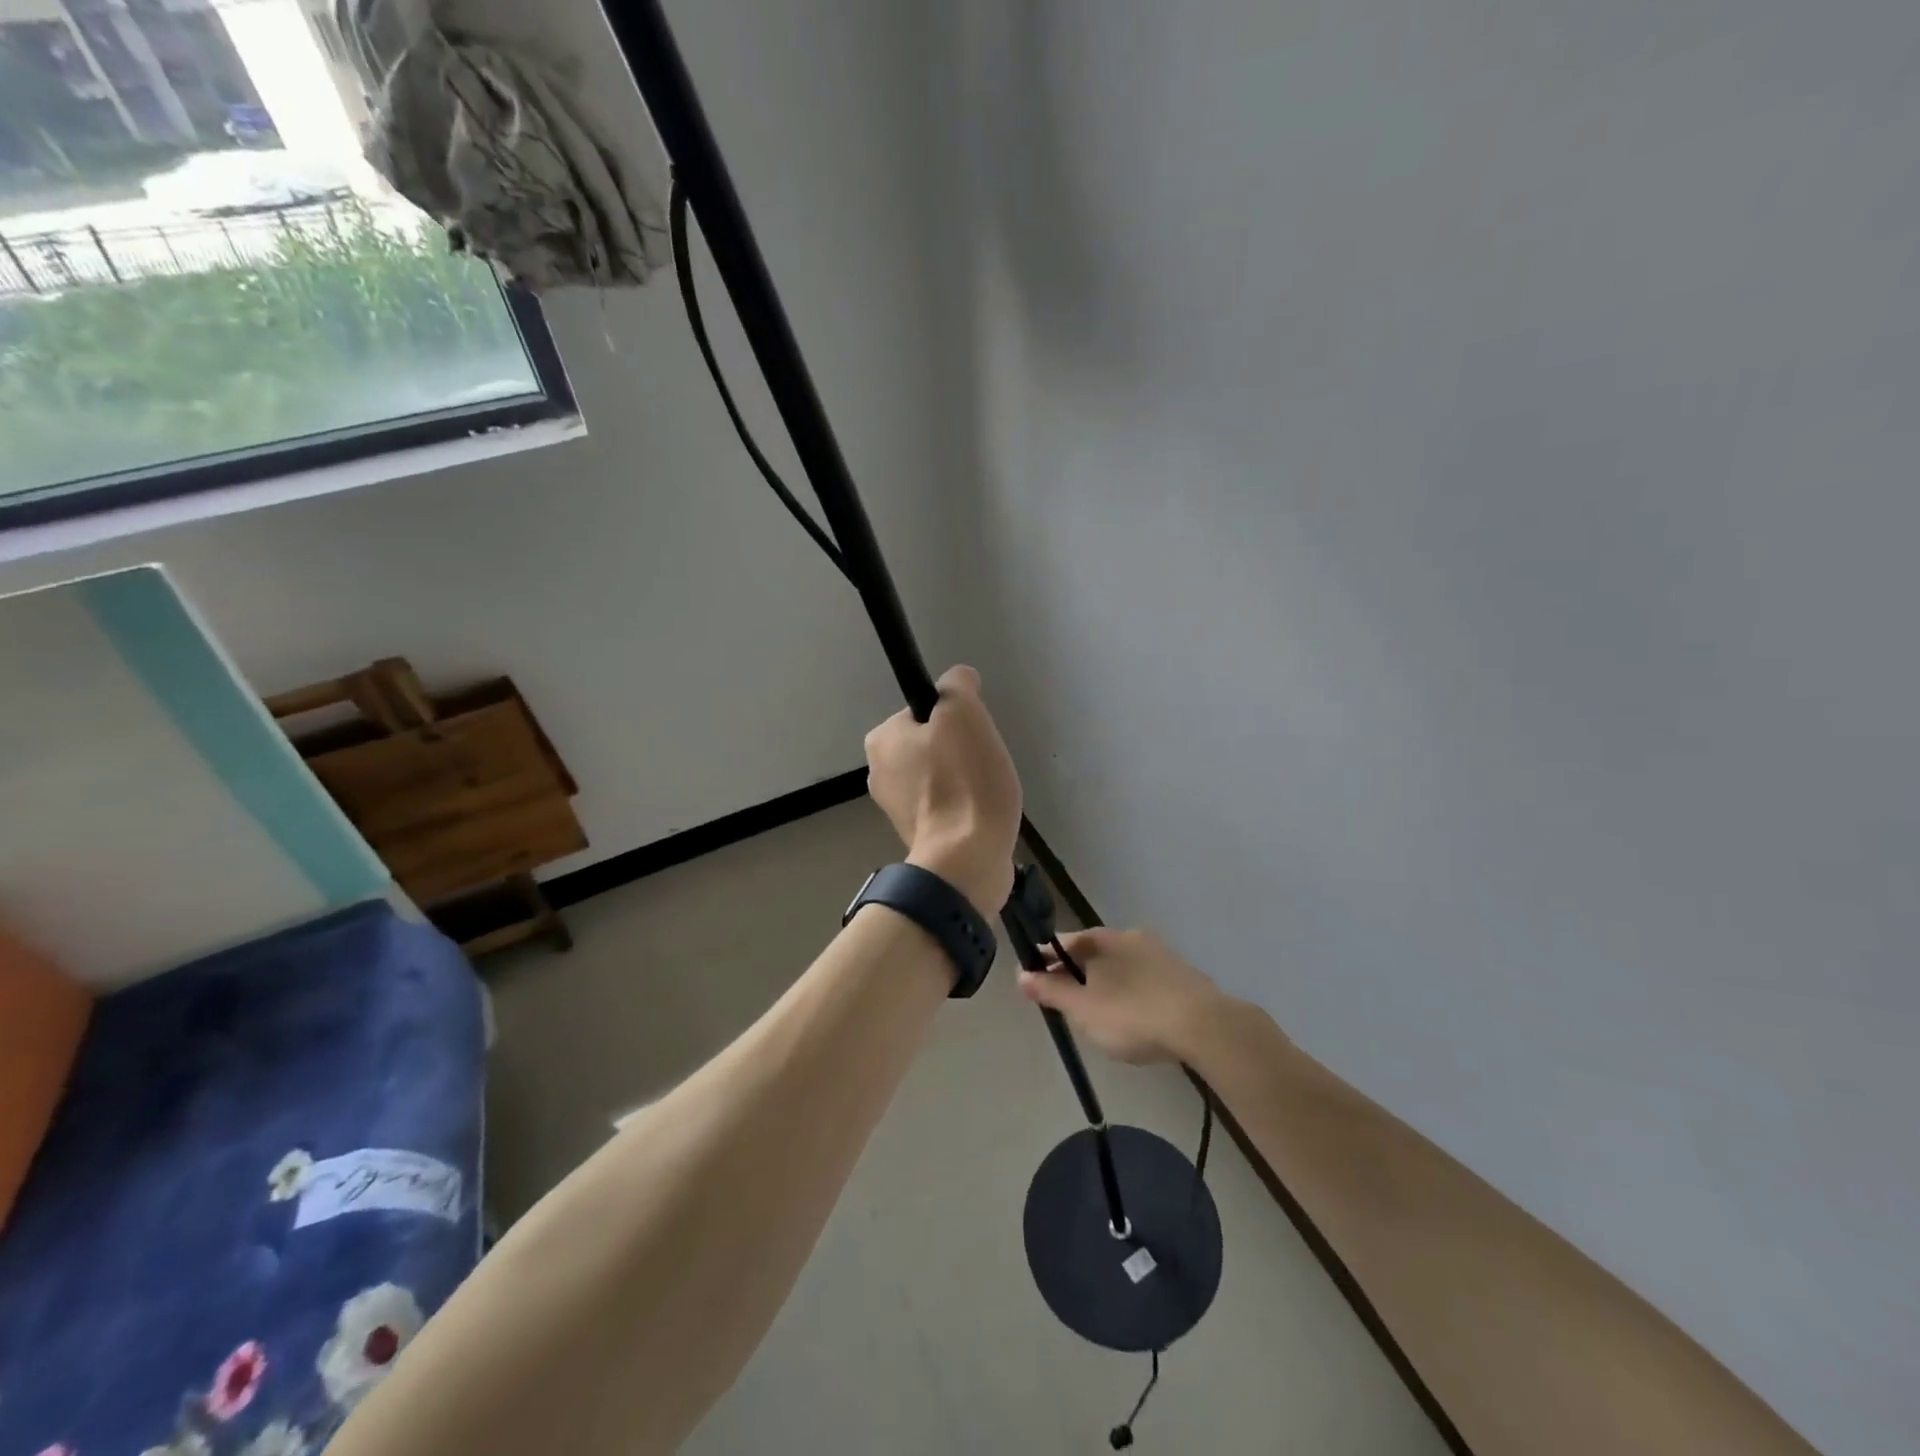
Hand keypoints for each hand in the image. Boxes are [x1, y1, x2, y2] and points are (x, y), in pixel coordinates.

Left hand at [864, 665, 1021, 917]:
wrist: (966, 858)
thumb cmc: (963, 781)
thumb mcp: (963, 713)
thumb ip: (958, 685)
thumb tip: (960, 679)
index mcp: (881, 740)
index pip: (925, 711)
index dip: (956, 719)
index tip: (973, 738)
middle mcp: (879, 772)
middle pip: (933, 743)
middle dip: (960, 750)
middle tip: (982, 764)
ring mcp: (897, 807)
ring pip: (941, 774)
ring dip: (964, 779)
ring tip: (984, 791)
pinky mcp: (918, 834)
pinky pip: (946, 804)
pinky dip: (963, 805)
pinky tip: (978, 813)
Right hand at [1018, 927, 1235, 1065]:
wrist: (1203, 1026)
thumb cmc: (1133, 1015)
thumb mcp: (1083, 1009)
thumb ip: (1052, 992)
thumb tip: (1021, 975)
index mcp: (1104, 939)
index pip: (1065, 942)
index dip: (1046, 958)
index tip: (1033, 975)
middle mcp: (1131, 937)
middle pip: (1093, 951)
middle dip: (1076, 971)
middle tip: (1064, 997)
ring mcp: (1160, 954)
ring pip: (1120, 964)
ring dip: (1104, 981)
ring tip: (1096, 1010)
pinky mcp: (1182, 975)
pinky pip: (1144, 978)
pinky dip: (1130, 991)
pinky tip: (1132, 1014)